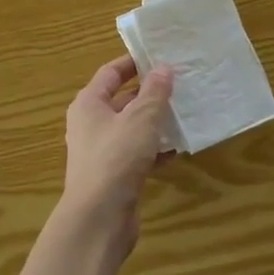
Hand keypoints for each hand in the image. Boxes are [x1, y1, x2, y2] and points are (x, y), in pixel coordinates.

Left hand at [57, 54, 174, 254]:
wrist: (99, 218)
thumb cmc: (116, 158)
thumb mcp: (141, 119)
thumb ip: (154, 92)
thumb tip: (163, 68)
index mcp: (89, 104)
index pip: (111, 73)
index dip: (134, 62)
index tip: (160, 55)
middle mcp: (91, 125)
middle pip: (122, 100)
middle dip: (150, 93)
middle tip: (180, 84)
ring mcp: (101, 152)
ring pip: (132, 128)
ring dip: (155, 122)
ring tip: (184, 113)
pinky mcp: (114, 175)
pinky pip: (137, 153)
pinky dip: (155, 149)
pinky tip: (177, 149)